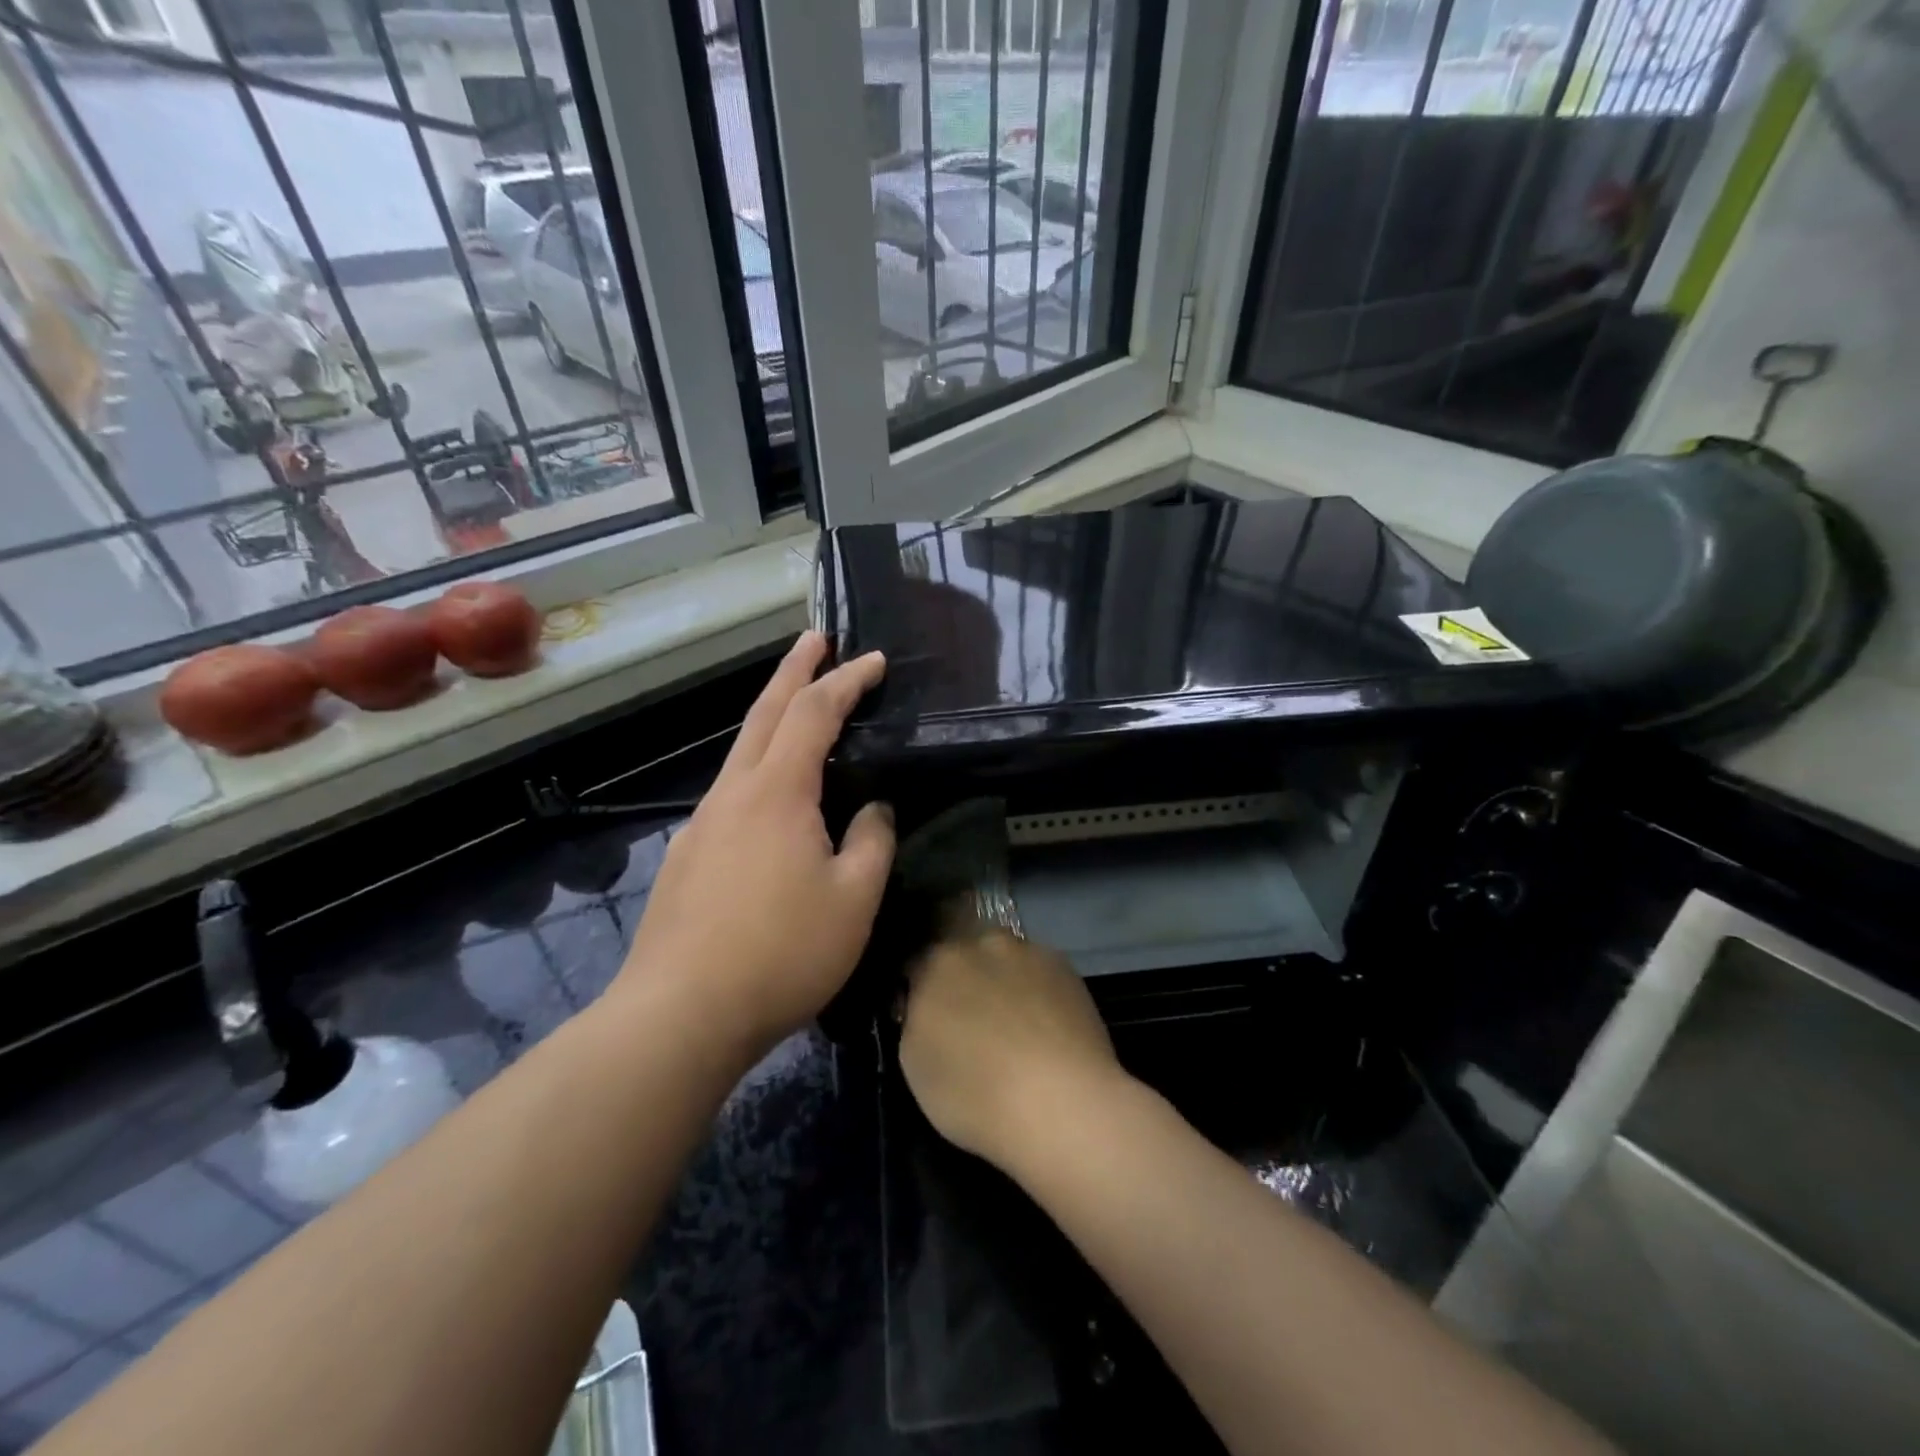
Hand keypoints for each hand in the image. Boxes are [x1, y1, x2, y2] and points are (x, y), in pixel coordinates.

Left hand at [619, 632, 894, 1055]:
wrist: (678, 1015)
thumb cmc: (781, 953)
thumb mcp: (853, 899)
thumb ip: (871, 842)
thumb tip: (873, 808)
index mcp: (776, 792)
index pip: (814, 713)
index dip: (846, 681)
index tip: (874, 660)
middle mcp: (732, 794)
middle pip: (763, 713)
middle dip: (792, 670)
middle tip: (815, 639)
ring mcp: (701, 825)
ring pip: (741, 753)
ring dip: (772, 720)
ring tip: (798, 712)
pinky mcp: (687, 858)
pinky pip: (730, 794)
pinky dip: (758, 771)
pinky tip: (770, 804)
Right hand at [899, 931, 1128, 1169]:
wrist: (1064, 1104)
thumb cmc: (975, 1093)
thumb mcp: (914, 1066)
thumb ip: (915, 1021)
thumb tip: (925, 1008)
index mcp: (937, 962)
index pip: (917, 965)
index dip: (919, 992)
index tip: (926, 1020)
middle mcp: (982, 944)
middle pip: (965, 957)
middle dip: (964, 982)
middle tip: (971, 1026)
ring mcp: (1029, 952)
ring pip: (1005, 963)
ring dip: (1003, 984)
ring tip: (1015, 1030)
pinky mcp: (1068, 969)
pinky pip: (1040, 975)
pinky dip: (1037, 994)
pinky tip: (1046, 1030)